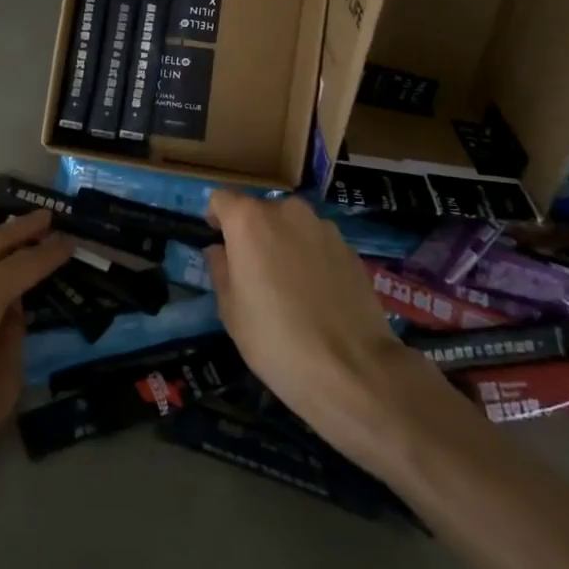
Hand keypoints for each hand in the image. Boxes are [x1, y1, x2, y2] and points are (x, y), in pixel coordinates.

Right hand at [204, 191, 427, 455]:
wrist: (352, 370)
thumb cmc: (275, 339)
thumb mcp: (230, 310)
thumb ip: (221, 270)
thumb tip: (220, 251)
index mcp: (249, 220)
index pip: (222, 198)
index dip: (216, 217)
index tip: (218, 241)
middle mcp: (287, 212)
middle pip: (260, 211)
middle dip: (253, 233)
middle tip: (254, 272)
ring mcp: (324, 228)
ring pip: (293, 227)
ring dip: (285, 244)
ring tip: (289, 286)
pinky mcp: (351, 250)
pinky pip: (319, 245)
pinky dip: (312, 259)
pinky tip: (317, 296)